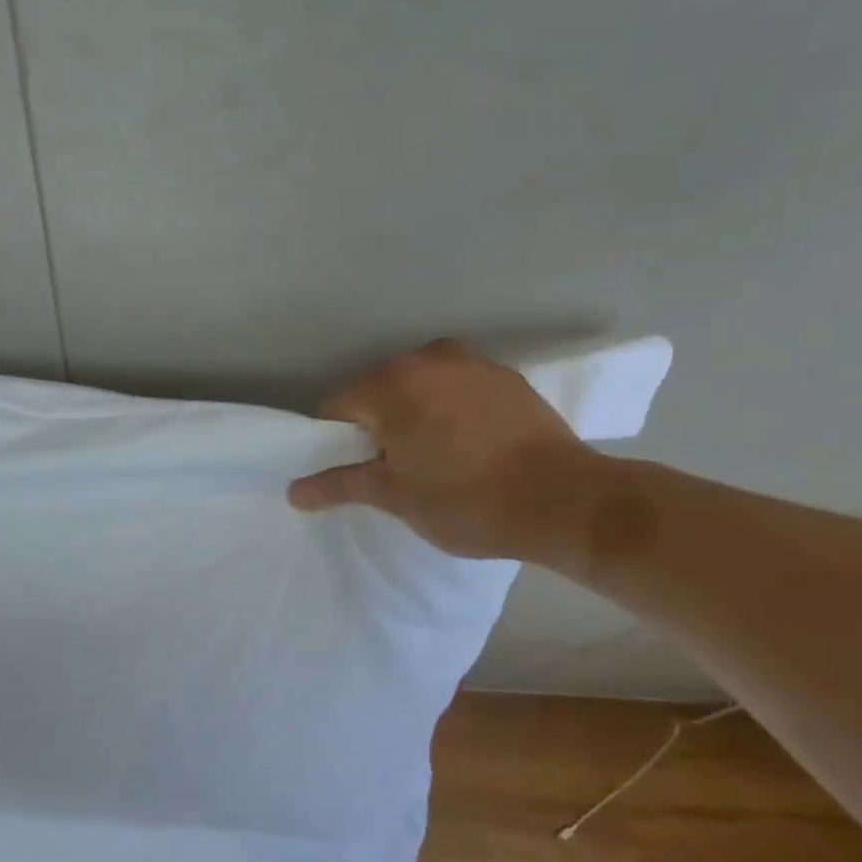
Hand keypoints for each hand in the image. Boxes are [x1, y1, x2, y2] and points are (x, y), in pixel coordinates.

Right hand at [288, 339, 599, 559]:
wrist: (568, 503)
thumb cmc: (466, 500)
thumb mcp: (394, 496)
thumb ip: (339, 485)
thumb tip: (294, 491)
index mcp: (390, 383)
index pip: (336, 407)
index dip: (335, 442)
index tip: (354, 471)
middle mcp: (426, 358)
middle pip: (378, 391)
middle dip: (376, 425)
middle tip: (393, 469)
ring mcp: (471, 362)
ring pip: (419, 387)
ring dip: (413, 415)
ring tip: (433, 458)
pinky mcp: (506, 376)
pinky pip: (456, 387)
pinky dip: (449, 409)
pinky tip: (468, 445)